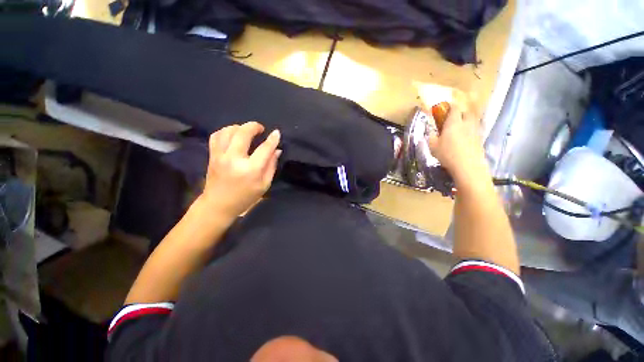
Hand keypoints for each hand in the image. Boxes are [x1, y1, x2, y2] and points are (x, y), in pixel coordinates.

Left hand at [201, 122, 281, 219]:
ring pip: (228, 131)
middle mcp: (234, 159)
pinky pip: (216, 135)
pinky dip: (225, 131)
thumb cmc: (246, 197)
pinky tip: (232, 135)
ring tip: (246, 132)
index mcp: (251, 170)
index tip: (276, 132)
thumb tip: (277, 150)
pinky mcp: (212, 155)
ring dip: (240, 127)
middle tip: (260, 129)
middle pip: (243, 133)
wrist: (219, 205)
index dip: (272, 139)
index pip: (264, 149)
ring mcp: (220, 156)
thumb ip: (271, 166)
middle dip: (254, 126)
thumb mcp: (264, 185)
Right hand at [427, 105, 489, 184]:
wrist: (468, 165)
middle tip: (453, 120)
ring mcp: (475, 131)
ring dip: (466, 122)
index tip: (445, 109)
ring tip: (459, 129)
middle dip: (461, 113)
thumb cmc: (447, 154)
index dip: (450, 106)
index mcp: (454, 122)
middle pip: (466, 112)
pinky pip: (475, 130)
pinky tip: (465, 139)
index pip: (454, 108)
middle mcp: (466, 123)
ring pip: (472, 121)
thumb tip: (431, 133)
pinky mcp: (480, 139)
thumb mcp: (433, 147)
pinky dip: (470, 132)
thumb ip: (431, 137)